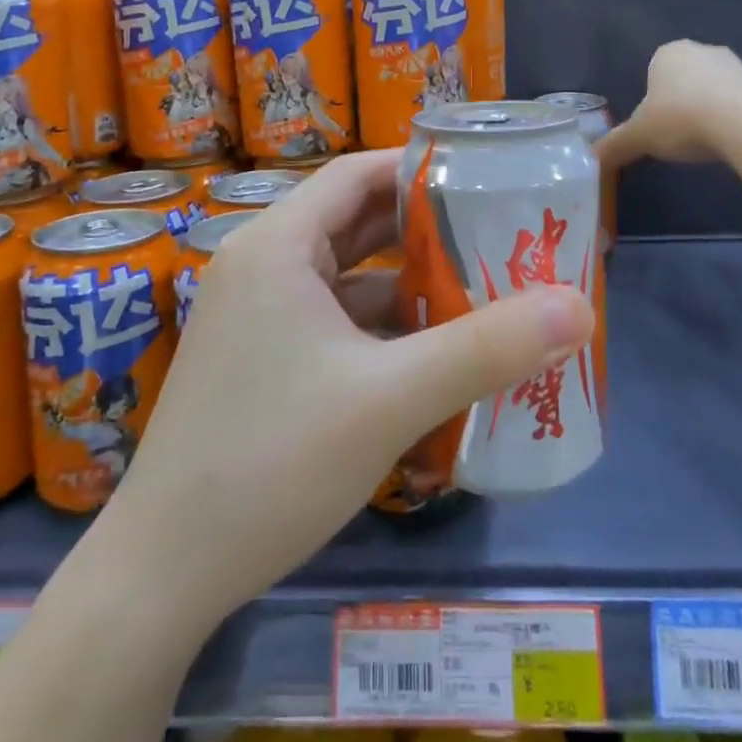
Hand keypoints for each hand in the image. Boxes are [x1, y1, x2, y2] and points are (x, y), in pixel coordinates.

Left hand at [93, 149, 595, 627]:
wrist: (163, 573)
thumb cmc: (272, 462)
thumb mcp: (390, 401)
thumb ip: (486, 350)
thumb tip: (579, 308)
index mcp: (278, 244)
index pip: (357, 174)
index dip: (420, 168)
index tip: (484, 179)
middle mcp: (262, 264)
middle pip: (355, 223)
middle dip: (426, 229)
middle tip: (497, 234)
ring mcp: (257, 314)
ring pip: (346, 278)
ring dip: (408, 285)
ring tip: (482, 291)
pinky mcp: (260, 358)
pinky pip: (332, 322)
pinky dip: (380, 328)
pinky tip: (431, 356)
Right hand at [599, 40, 741, 167]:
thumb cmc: (681, 119)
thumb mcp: (639, 137)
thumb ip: (615, 145)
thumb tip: (592, 158)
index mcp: (667, 53)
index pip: (652, 72)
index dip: (651, 101)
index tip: (655, 127)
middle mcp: (700, 49)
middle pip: (683, 79)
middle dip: (680, 104)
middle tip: (677, 136)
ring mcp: (735, 64)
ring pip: (712, 89)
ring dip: (708, 111)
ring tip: (705, 142)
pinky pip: (739, 102)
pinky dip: (733, 119)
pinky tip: (730, 141)